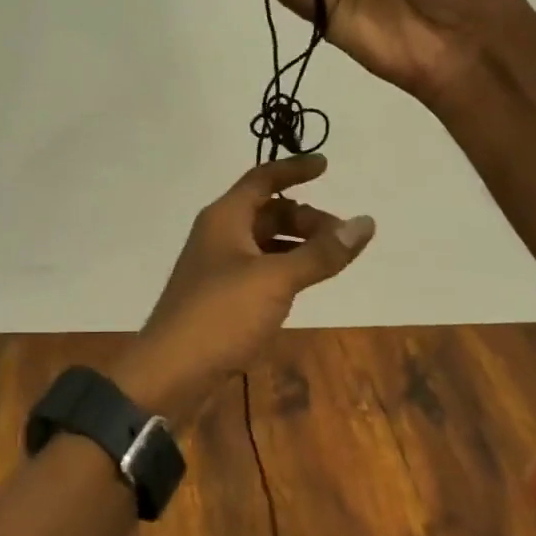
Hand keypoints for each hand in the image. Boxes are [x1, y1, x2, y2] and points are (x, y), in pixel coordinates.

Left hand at [112, 157, 372, 421]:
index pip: (262, 179)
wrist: (171, 370)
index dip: (294, 170)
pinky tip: (303, 284)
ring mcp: (217, 265)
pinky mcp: (220, 294)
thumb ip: (320, 253)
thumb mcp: (276, 280)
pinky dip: (283, 267)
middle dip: (305, 218)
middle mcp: (218, 233)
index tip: (326, 165)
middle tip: (341, 237)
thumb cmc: (221, 314)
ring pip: (263, 241)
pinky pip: (258, 267)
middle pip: (266, 211)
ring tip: (331, 260)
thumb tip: (364, 222)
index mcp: (225, 217)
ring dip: (296, 244)